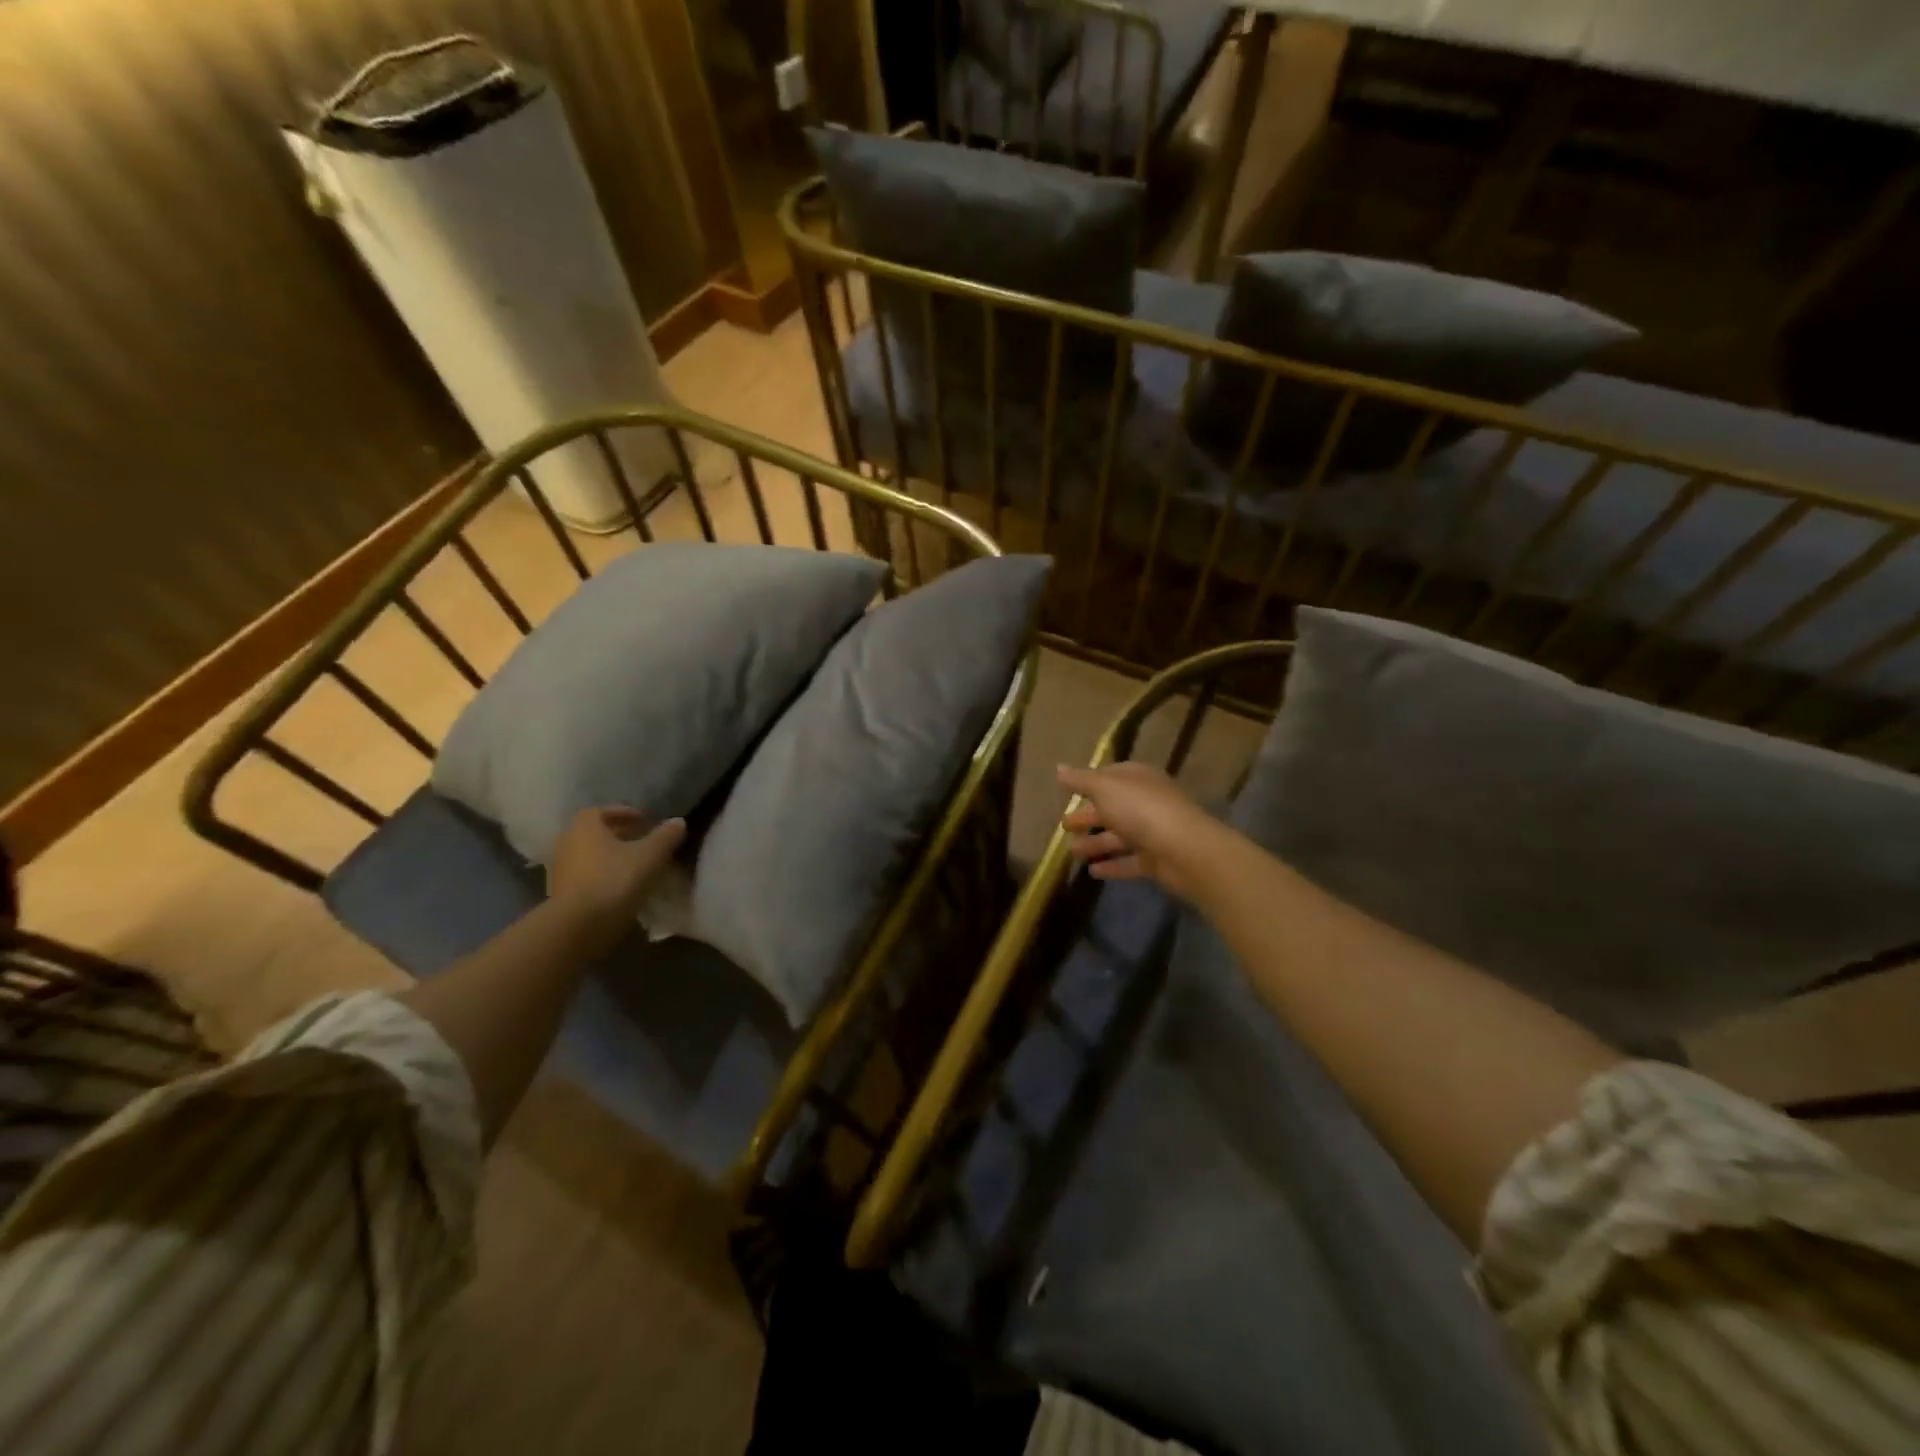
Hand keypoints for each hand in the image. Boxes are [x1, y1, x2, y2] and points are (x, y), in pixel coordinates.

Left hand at [546, 807, 686, 942]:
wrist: (577, 926)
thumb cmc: (614, 880)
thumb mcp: (649, 856)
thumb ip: (665, 836)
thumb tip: (678, 822)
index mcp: (585, 826)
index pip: (604, 811)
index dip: (626, 814)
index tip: (646, 822)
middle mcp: (566, 842)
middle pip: (595, 834)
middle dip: (619, 836)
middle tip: (643, 843)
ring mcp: (559, 870)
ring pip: (590, 856)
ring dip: (610, 858)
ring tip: (635, 867)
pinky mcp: (558, 894)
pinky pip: (585, 877)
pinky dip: (602, 877)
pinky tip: (621, 889)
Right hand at [1056, 762, 1226, 902]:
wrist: (1184, 850)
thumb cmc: (1140, 809)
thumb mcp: (1104, 788)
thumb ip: (1080, 780)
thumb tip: (1059, 768)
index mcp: (1139, 779)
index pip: (1112, 775)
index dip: (1090, 782)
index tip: (1068, 791)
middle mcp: (1148, 802)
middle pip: (1113, 807)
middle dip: (1088, 815)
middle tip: (1063, 825)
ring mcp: (1154, 832)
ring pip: (1120, 836)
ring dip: (1095, 842)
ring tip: (1071, 852)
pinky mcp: (1157, 860)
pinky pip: (1129, 861)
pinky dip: (1112, 865)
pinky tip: (1092, 872)